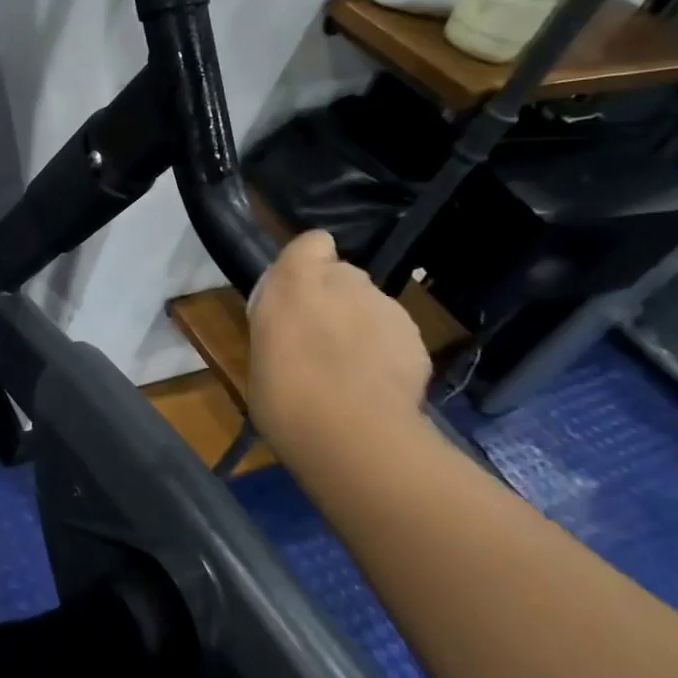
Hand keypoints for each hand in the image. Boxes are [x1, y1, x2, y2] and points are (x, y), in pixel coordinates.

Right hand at [245, 230, 431, 459]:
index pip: (312, 243)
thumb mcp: (261, 353)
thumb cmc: (283, 395)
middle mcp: (345, 281)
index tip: (298, 293)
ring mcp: (386, 308)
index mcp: (295, 281)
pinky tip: (376, 387)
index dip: (308, 262)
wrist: (351, 435)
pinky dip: (386, 353)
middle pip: (343, 276)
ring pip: (371, 307)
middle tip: (319, 341)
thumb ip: (281, 326)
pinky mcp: (416, 339)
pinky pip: (394, 336)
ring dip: (360, 326)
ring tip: (350, 371)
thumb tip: (291, 328)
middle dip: (334, 300)